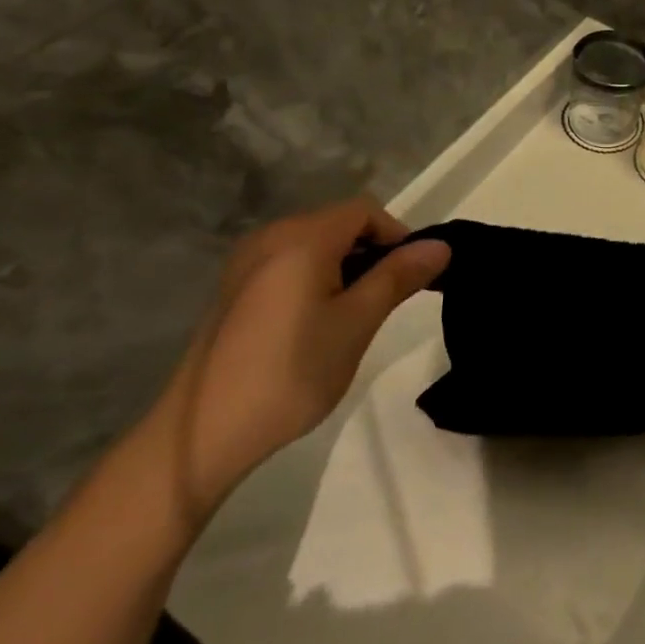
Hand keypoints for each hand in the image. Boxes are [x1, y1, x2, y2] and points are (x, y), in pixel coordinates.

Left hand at [139, 200, 450, 519]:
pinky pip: (287, 262)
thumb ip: (398, 276)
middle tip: (388, 298)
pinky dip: (315, 276)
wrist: (203, 432)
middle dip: (372, 251)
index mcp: (301, 238)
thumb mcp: (357, 323)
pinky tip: (316, 321)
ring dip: (344, 265)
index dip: (397, 235)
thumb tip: (441, 246)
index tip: (413, 276)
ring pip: (313, 243)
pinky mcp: (234, 287)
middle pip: (338, 223)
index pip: (365, 211)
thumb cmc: (292, 373)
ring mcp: (246, 261)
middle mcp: (270, 236)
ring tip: (355, 313)